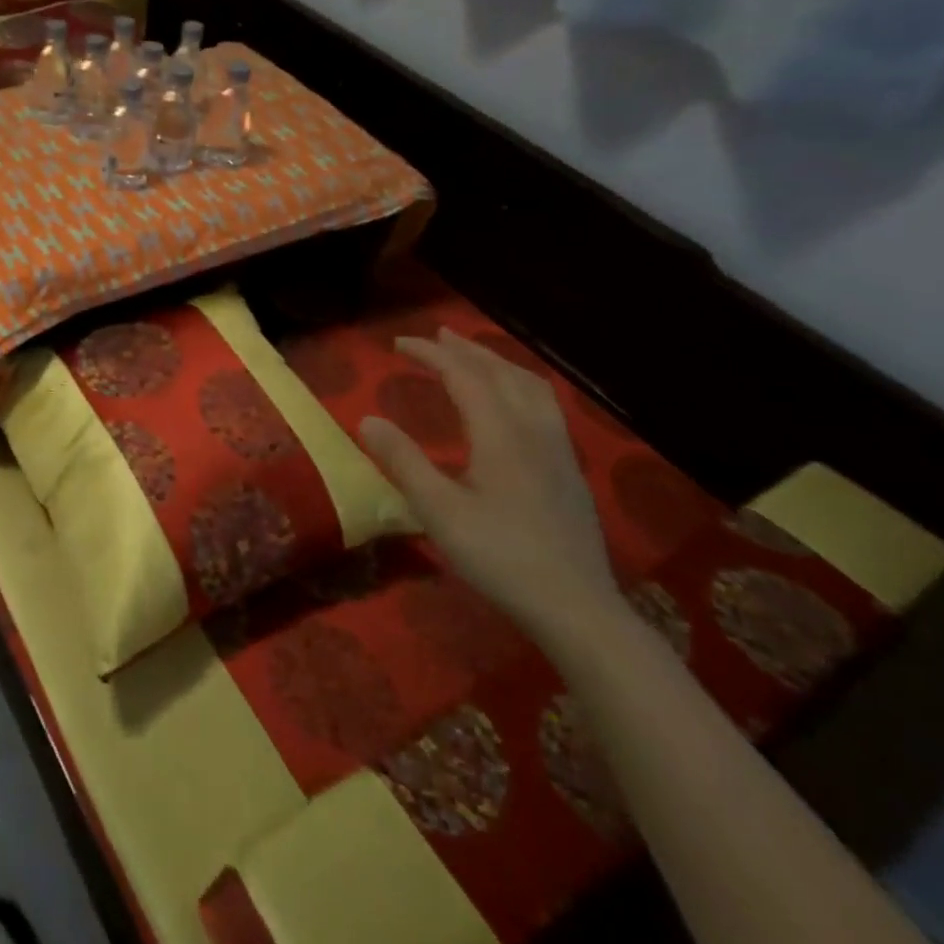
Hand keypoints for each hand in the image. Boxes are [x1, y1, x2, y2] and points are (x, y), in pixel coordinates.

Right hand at [358, 328, 620, 646]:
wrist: (576, 607)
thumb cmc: (500, 556)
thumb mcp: (438, 511)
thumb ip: (403, 461)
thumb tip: (367, 419)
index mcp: (501, 434)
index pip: (464, 376)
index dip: (431, 354)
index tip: (398, 343)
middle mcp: (534, 431)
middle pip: (501, 373)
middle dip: (466, 349)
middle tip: (435, 336)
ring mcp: (558, 450)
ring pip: (530, 386)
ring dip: (498, 362)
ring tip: (474, 356)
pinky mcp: (570, 470)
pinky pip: (545, 405)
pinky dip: (519, 385)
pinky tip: (512, 404)